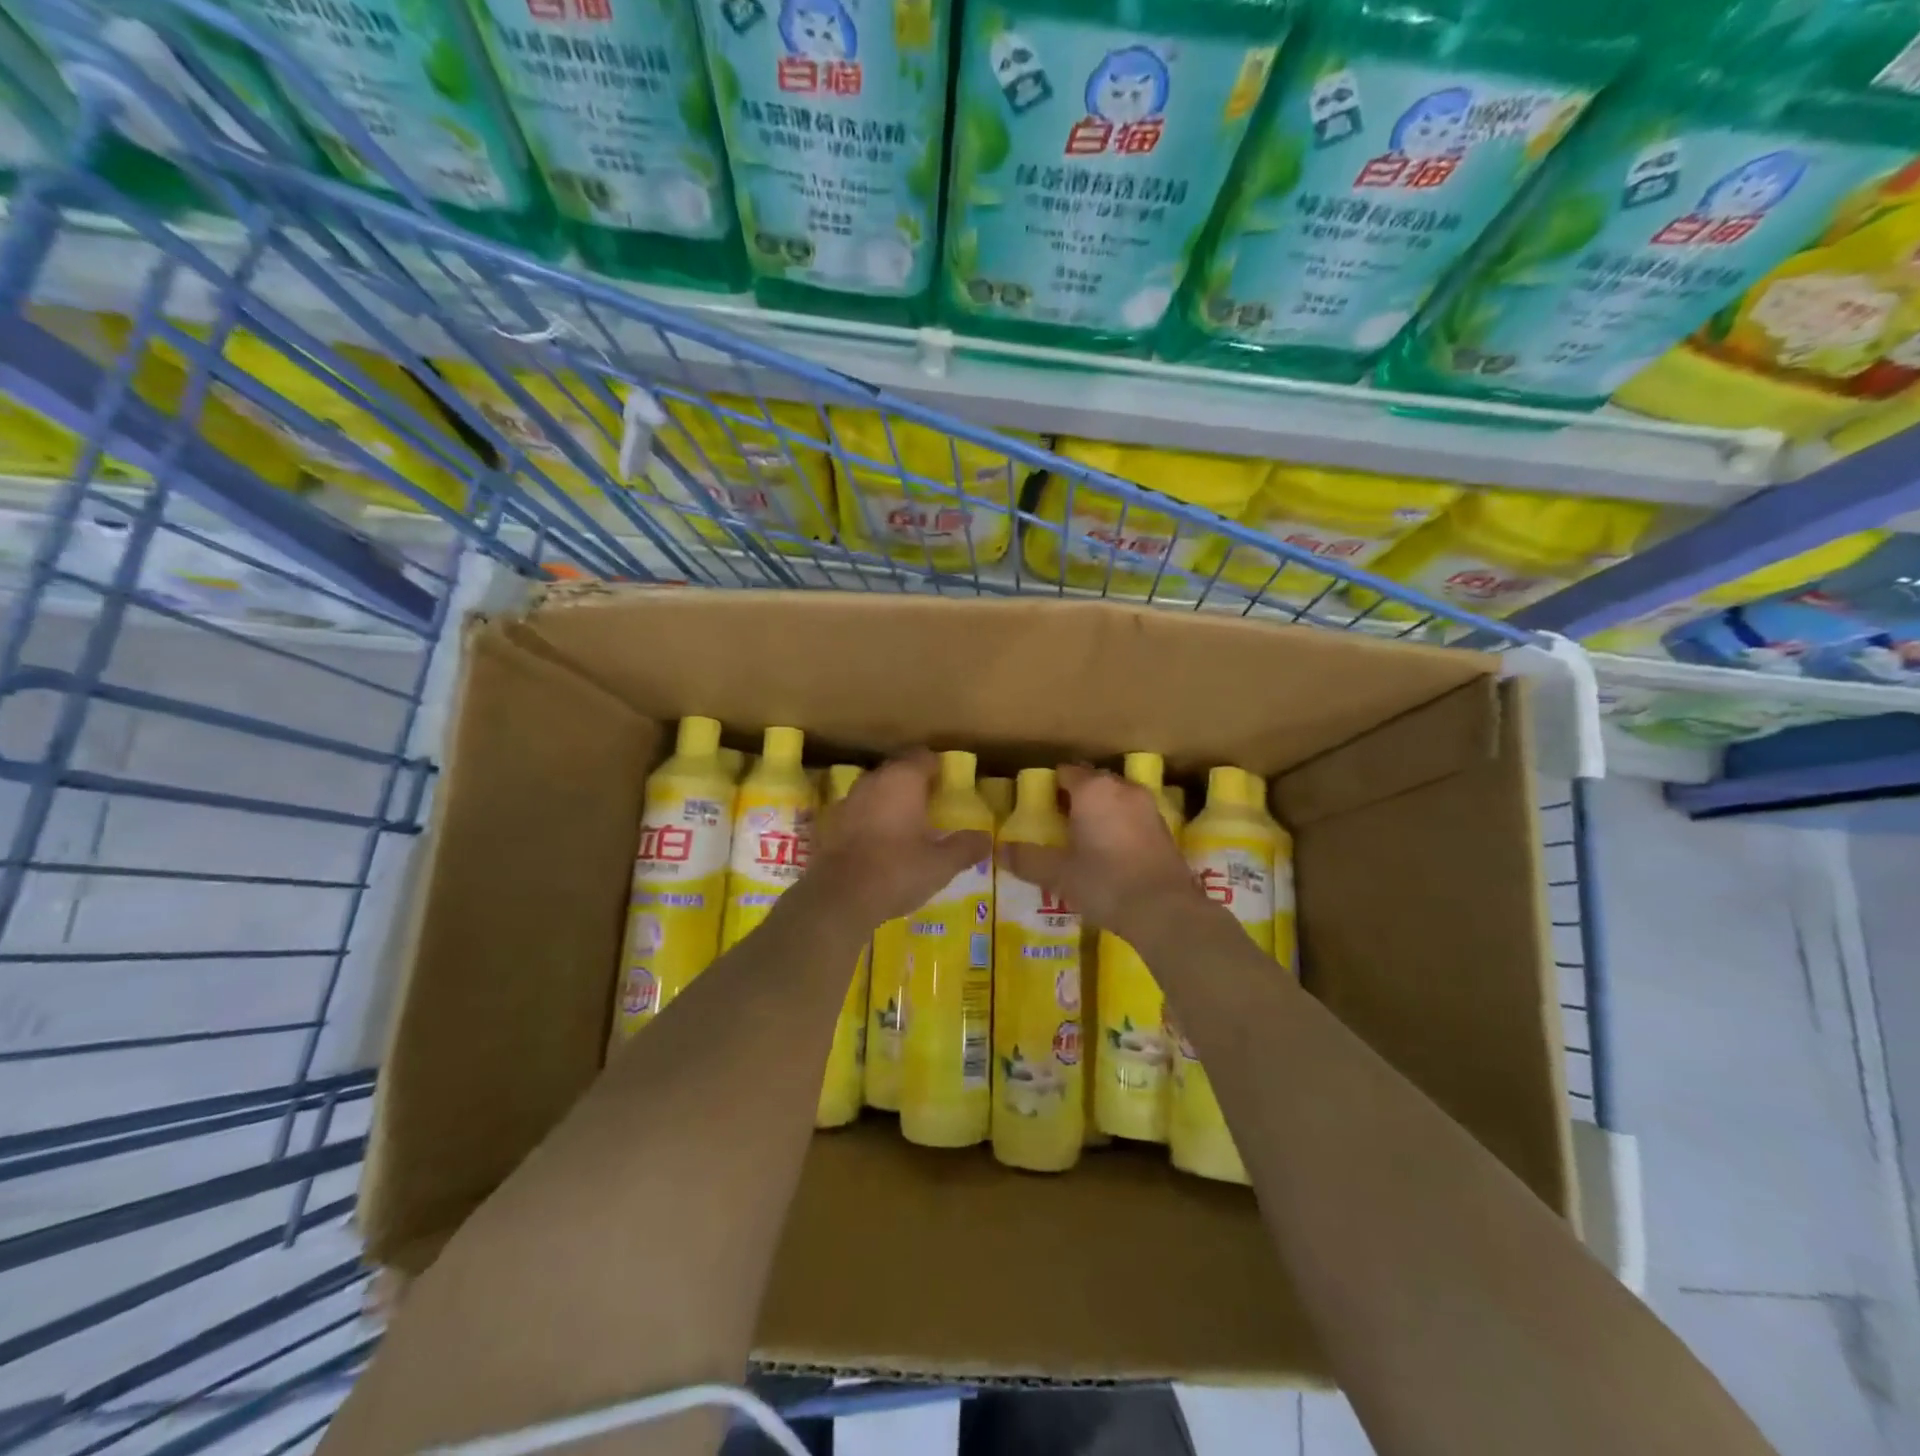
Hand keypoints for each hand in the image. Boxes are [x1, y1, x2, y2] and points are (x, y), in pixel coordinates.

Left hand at [805, 751, 992, 929]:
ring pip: (876, 790)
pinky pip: (860, 812)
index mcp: (902, 779)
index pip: (924, 757)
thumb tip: (986, 839)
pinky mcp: (832, 824)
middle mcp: (873, 781)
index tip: (950, 786)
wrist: (839, 898)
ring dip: (891, 801)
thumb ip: (966, 847)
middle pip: (898, 770)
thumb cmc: (897, 870)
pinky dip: (872, 820)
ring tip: (909, 825)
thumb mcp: (942, 864)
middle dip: (915, 784)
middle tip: (934, 806)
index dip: (939, 768)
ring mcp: (848, 801)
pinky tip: (882, 843)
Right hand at [1000, 763, 1198, 938]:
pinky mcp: (1164, 830)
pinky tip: (1110, 853)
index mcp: (1093, 790)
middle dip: (1074, 798)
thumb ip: (1028, 860)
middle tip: (1056, 825)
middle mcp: (1122, 789)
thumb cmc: (1105, 882)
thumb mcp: (1058, 874)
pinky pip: (1132, 818)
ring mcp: (1148, 808)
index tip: (1037, 807)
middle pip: (1092, 783)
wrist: (1165, 910)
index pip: (1065, 772)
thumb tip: (1001, 852)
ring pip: (1115, 799)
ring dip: (1099, 812)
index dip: (1049, 787)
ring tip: (1083, 840)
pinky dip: (1119, 827)